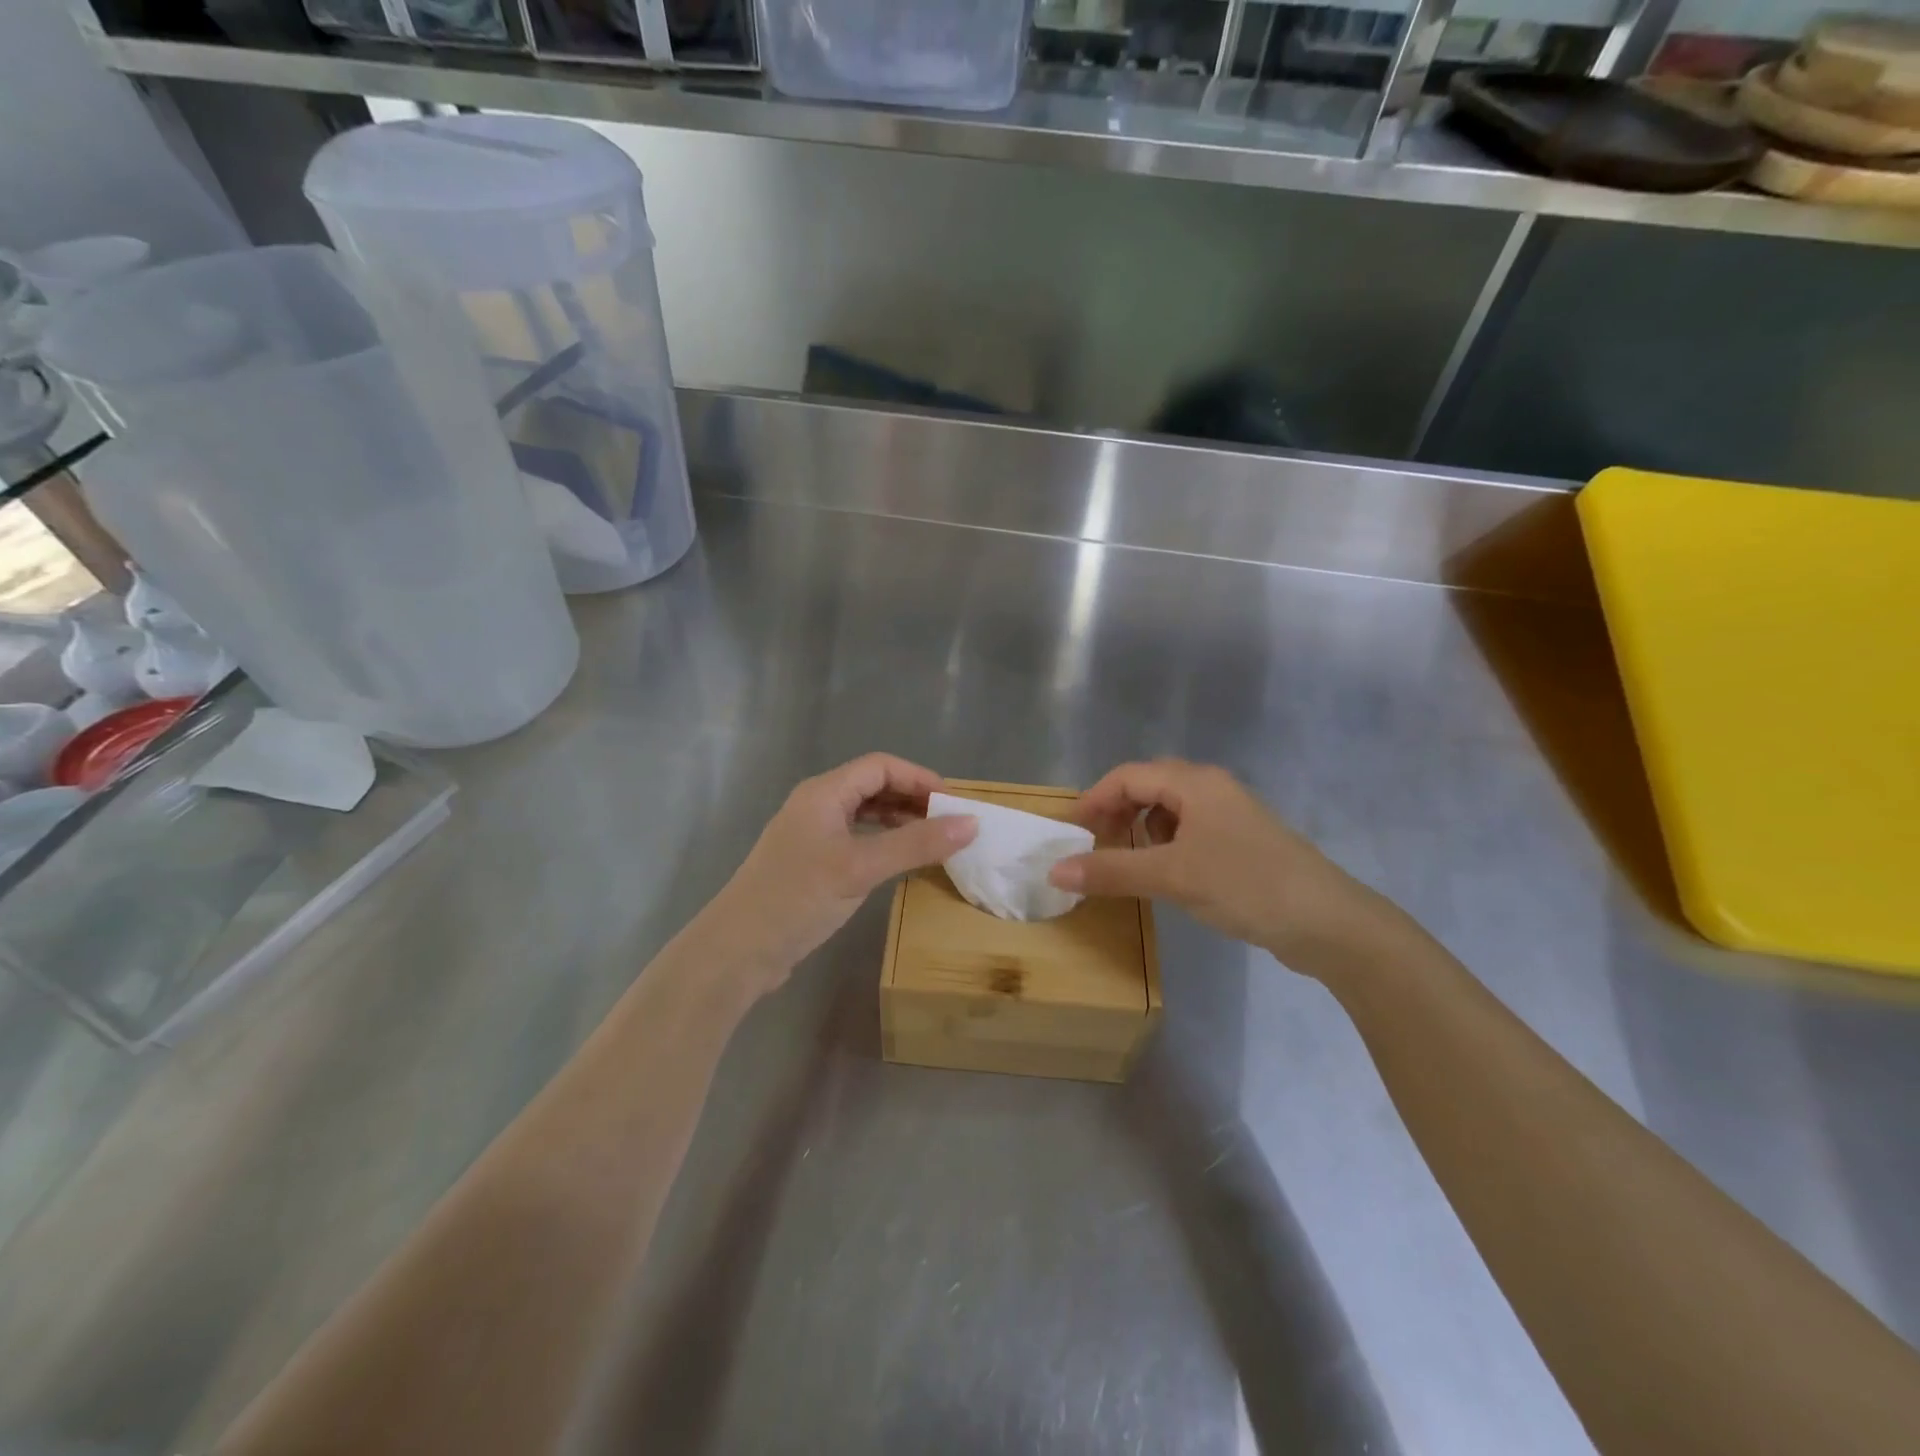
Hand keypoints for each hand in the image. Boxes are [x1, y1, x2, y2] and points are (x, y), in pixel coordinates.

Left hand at [691, 754, 977, 996]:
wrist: (738, 950)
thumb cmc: (799, 897)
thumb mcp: (861, 867)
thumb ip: (916, 844)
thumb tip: (971, 824)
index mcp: (824, 793)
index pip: (880, 766)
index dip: (919, 778)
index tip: (953, 803)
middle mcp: (816, 805)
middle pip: (872, 786)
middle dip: (912, 799)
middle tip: (949, 823)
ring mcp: (811, 834)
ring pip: (864, 814)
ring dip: (899, 821)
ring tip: (932, 840)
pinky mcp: (810, 863)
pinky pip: (855, 838)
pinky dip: (882, 842)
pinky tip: (899, 861)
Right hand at [1048, 759, 1408, 977]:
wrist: (1328, 923)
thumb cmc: (1245, 885)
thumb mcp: (1172, 877)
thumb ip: (1112, 871)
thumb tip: (1055, 871)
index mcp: (1195, 784)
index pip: (1128, 776)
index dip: (1094, 799)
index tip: (1071, 832)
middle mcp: (1212, 789)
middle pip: (1149, 786)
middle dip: (1116, 811)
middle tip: (1095, 844)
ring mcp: (1230, 815)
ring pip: (1170, 809)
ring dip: (1141, 828)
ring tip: (1126, 860)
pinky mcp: (1242, 842)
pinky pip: (1190, 831)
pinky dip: (1166, 845)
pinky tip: (1166, 873)